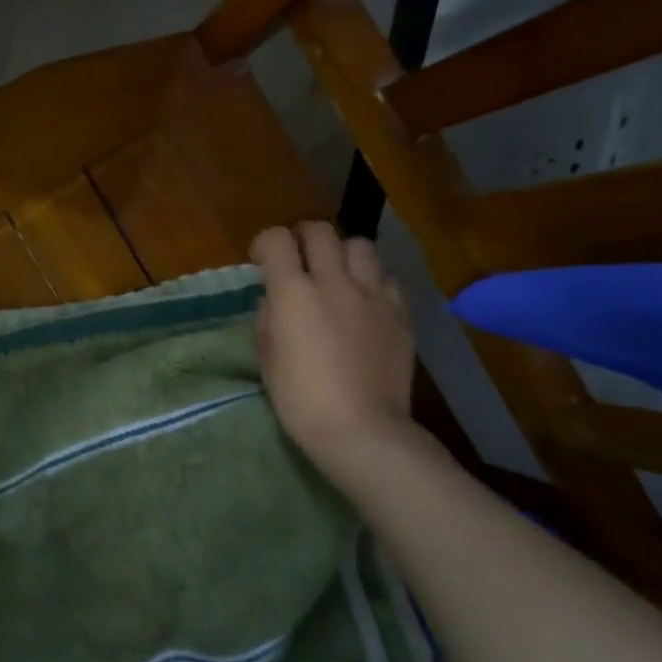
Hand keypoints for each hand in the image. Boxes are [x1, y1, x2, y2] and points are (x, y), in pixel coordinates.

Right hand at [251, 223, 418, 482]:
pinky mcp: (400, 314)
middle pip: (320, 231)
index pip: (277, 240)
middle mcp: (334, 282)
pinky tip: (365, 301)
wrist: (362, 430)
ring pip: (359, 245)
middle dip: (302, 237)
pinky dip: (371, 280)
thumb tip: (276, 301)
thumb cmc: (301, 399)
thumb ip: (268, 319)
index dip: (265, 244)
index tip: (261, 261)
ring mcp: (373, 295)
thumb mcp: (267, 358)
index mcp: (294, 292)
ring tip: (336, 274)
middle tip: (297, 258)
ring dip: (342, 253)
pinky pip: (386, 278)